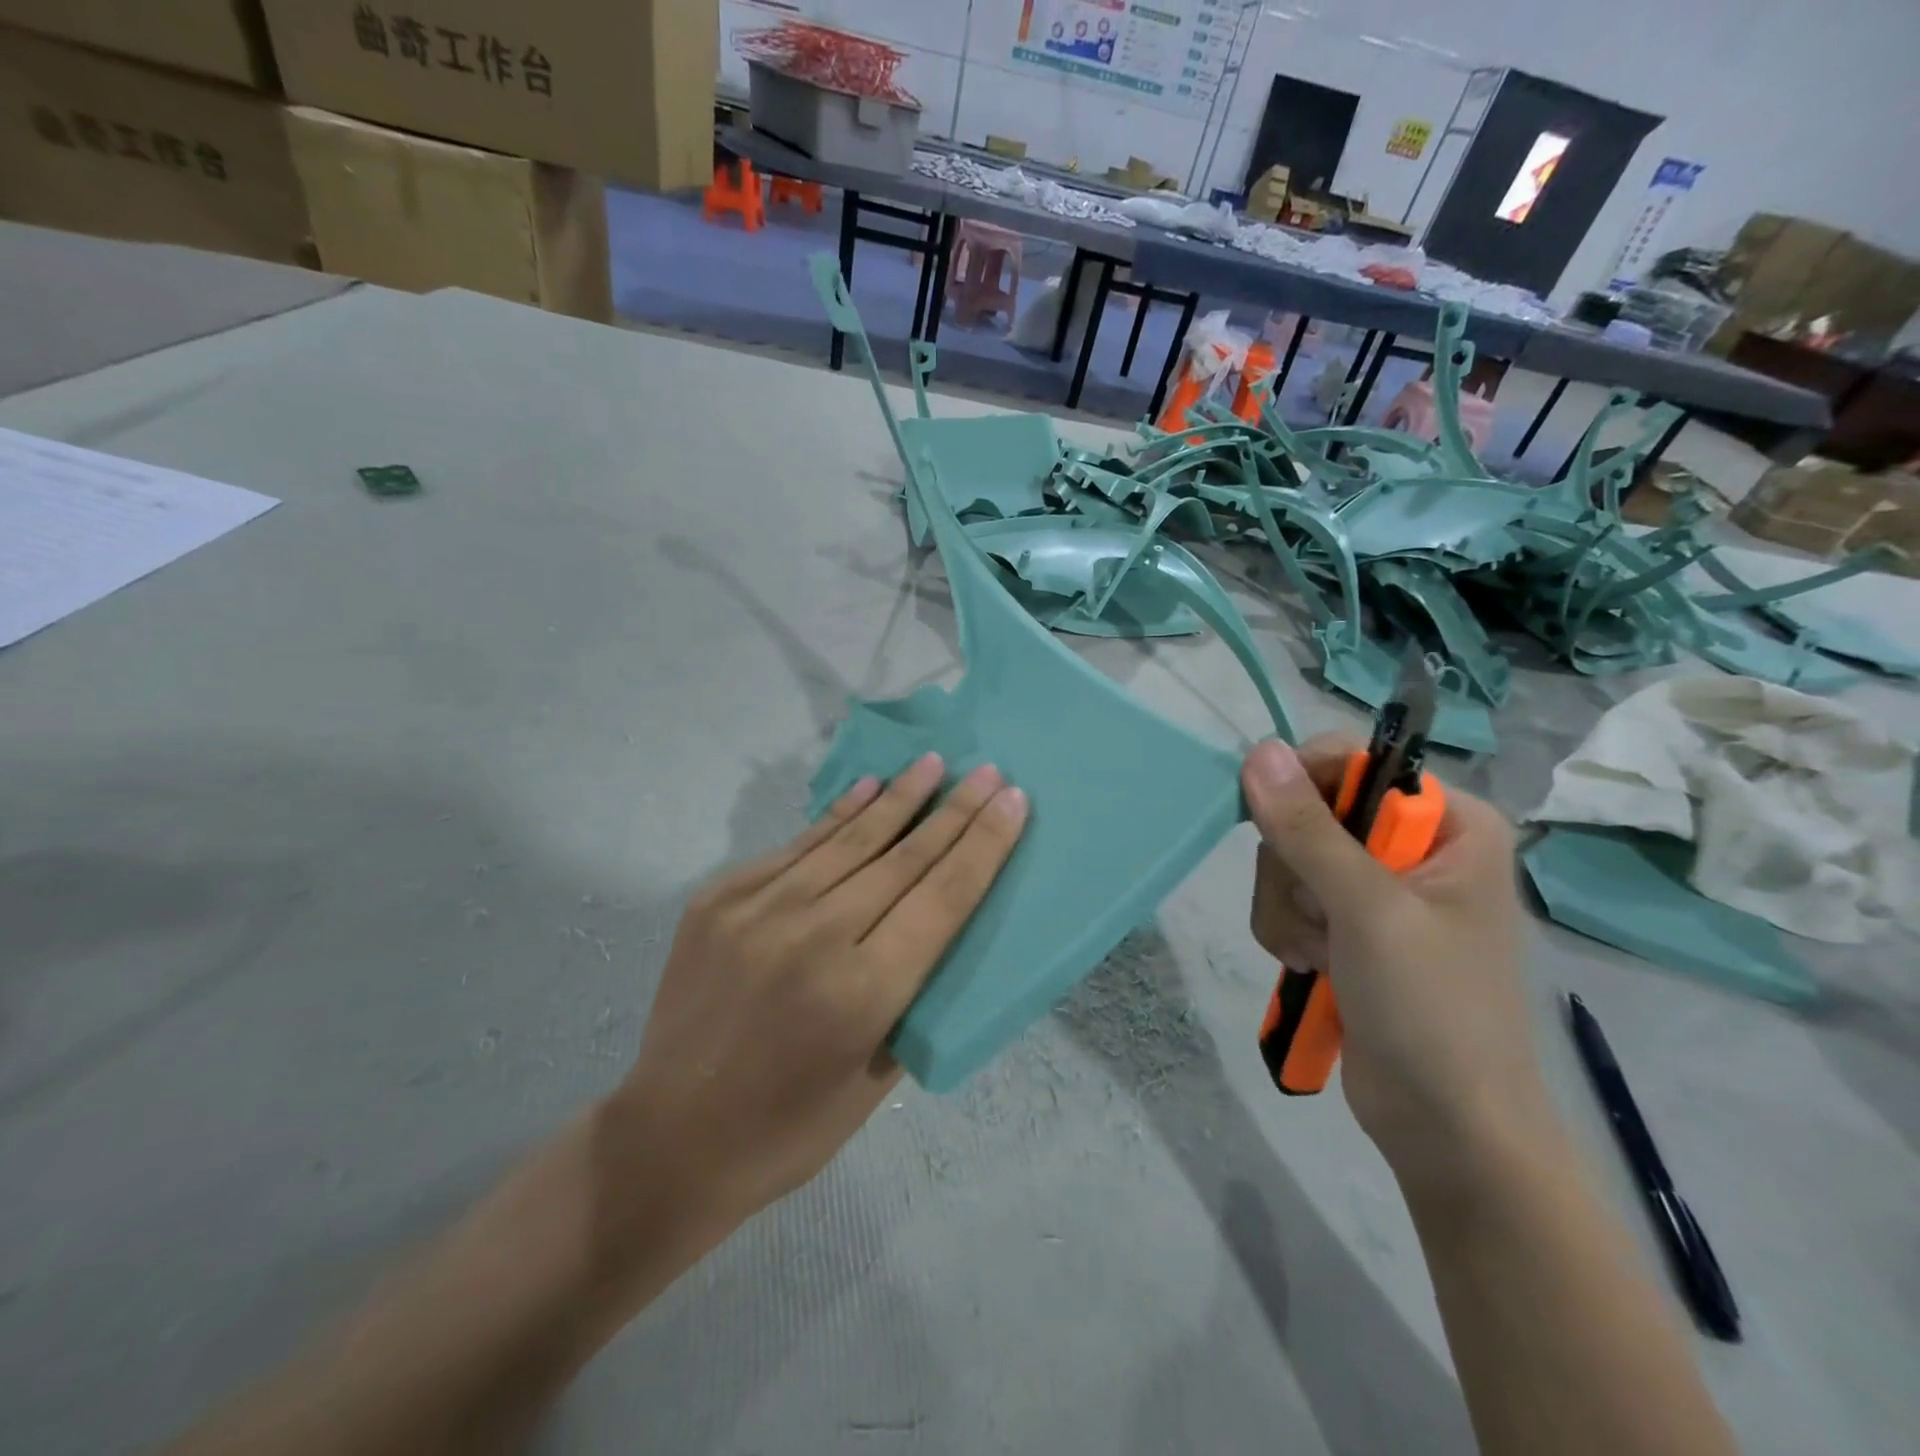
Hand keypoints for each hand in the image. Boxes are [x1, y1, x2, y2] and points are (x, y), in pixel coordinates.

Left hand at [609, 754, 1026, 1237]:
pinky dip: (837, 817)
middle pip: (903, 859)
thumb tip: (937, 924)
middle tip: (987, 770)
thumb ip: (912, 995)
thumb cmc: (791, 1128)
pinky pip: (796, 848)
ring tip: (933, 763)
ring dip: (898, 797)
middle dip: (954, 811)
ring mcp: (758, 911)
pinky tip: (866, 788)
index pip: (942, 898)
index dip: (983, 844)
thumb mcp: (878, 1080)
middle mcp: (813, 937)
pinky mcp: (720, 899)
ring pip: (849, 840)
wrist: (670, 1139)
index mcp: (862, 993)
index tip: (1013, 800)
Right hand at [1242, 737, 1551, 1192]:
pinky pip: (1285, 898)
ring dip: (1287, 908)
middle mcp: (1412, 845)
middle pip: (1309, 812)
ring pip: (1286, 859)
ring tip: (1320, 955)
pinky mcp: (1345, 925)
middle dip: (1295, 870)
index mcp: (1449, 823)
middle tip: (1321, 918)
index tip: (1274, 827)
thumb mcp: (1368, 910)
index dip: (1306, 785)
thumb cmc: (1432, 1010)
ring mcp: (1375, 888)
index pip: (1356, 761)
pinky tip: (1313, 966)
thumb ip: (1308, 829)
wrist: (1446, 1127)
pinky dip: (1286, 930)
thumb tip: (1259, 750)